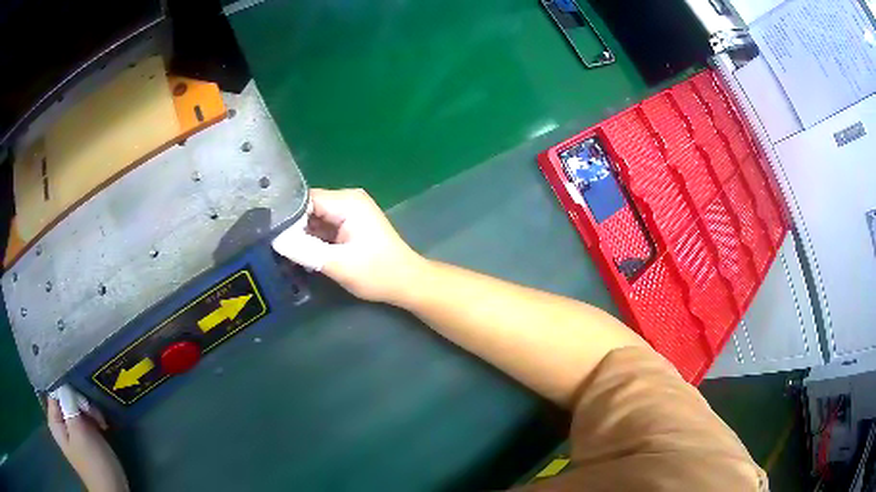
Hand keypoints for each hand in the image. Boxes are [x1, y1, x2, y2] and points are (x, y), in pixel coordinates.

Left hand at [47, 389, 127, 491]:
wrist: (113, 491)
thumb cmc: (94, 463)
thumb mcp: (80, 433)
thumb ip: (69, 405)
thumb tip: (66, 384)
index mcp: (55, 421)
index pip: (54, 390)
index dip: (66, 387)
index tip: (81, 394)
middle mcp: (61, 423)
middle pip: (66, 397)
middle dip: (81, 401)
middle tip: (95, 412)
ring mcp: (73, 430)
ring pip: (77, 406)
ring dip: (90, 410)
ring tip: (102, 421)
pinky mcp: (86, 436)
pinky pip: (86, 417)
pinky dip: (94, 418)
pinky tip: (103, 425)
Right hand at [273, 188, 427, 304]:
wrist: (407, 283)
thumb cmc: (377, 273)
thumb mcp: (338, 264)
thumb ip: (305, 250)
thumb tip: (275, 239)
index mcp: (347, 202)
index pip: (306, 199)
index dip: (287, 215)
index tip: (269, 232)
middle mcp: (347, 200)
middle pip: (309, 207)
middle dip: (293, 226)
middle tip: (272, 244)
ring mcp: (349, 212)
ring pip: (314, 218)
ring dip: (302, 234)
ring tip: (281, 250)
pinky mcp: (349, 225)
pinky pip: (323, 227)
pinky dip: (313, 239)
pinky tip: (299, 253)